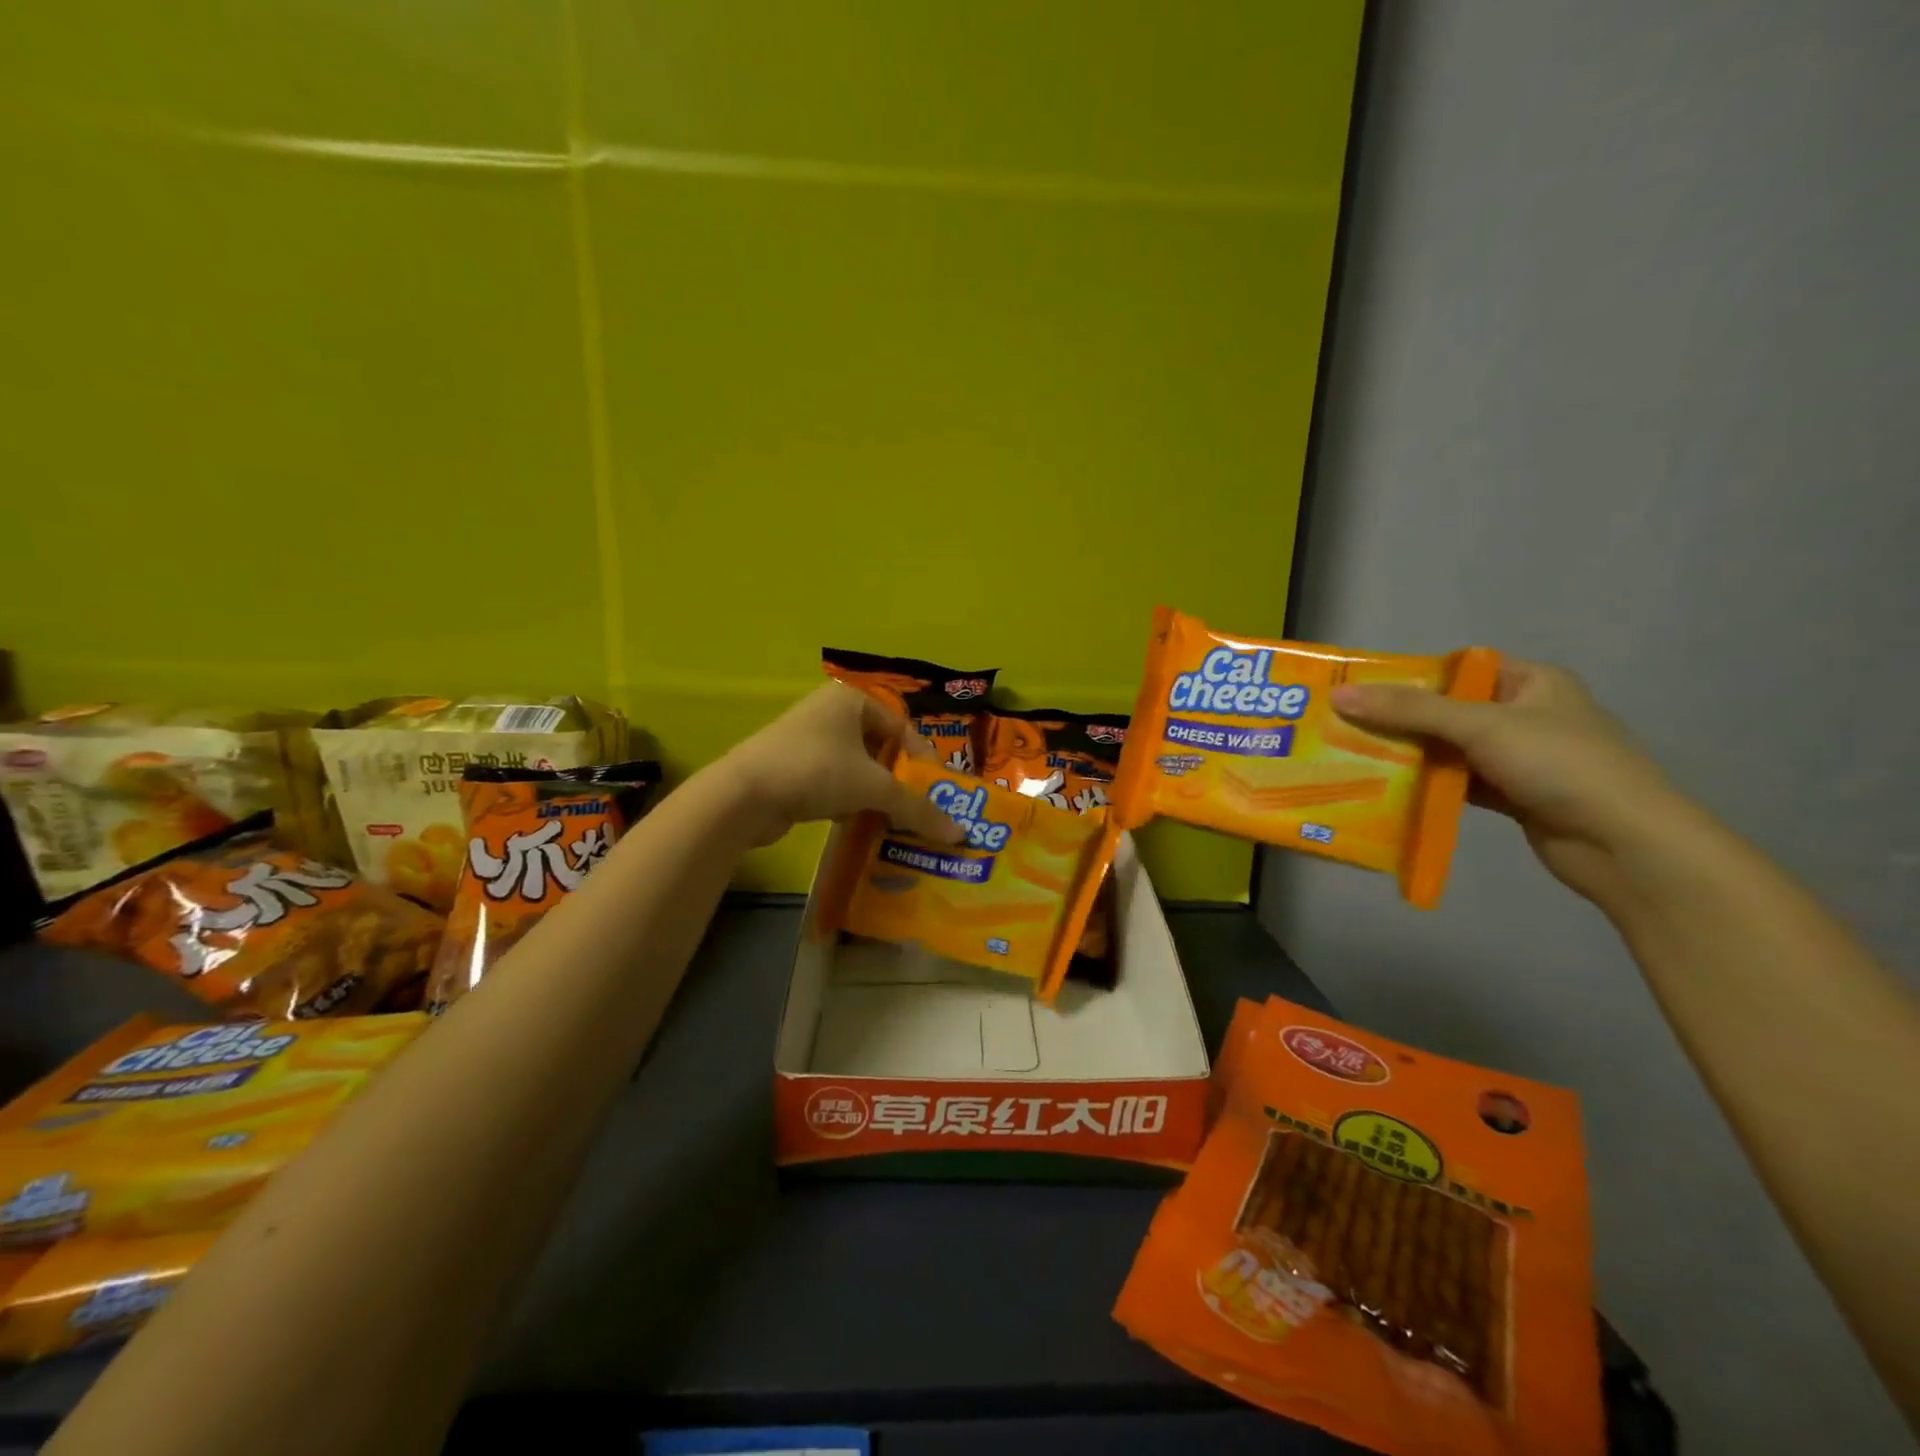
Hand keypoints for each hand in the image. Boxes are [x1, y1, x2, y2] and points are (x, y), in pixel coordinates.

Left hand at [717, 684, 966, 847]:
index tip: (937, 792)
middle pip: (880, 748)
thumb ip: (917, 808)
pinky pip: (833, 781)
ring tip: (892, 820)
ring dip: (874, 794)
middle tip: (918, 809)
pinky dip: (847, 801)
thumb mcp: (873, 788)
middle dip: (899, 781)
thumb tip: (959, 834)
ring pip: (856, 767)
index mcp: (851, 699)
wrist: (743, 795)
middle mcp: (829, 712)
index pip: (902, 727)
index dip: (923, 760)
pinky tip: (855, 823)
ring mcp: (806, 739)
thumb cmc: (816, 771)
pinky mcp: (790, 767)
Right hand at [1330, 660, 1694, 905]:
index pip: (1458, 669)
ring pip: (1449, 749)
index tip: (1359, 690)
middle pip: (1447, 710)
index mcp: (1531, 682)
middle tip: (1344, 727)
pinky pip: (1458, 783)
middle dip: (1399, 720)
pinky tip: (1389, 792)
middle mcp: (1525, 714)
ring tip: (1354, 758)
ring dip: (1410, 756)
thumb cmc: (1561, 766)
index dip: (1409, 676)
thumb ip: (1409, 711)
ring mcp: (1520, 758)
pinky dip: (1428, 786)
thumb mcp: (1481, 726)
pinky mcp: (1513, 795)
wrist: (1626, 845)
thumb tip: (1339, 696)